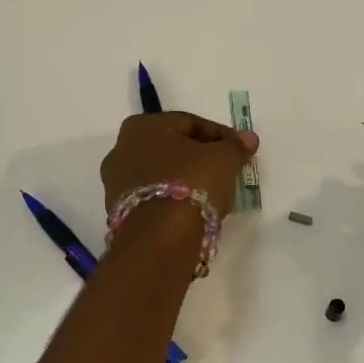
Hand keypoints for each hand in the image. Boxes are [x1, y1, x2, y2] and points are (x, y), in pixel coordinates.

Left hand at [100, 112, 259, 219]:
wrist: (159, 239)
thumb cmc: (190, 184)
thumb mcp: (223, 160)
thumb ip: (235, 146)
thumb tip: (248, 138)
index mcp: (142, 126)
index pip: (189, 123)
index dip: (219, 135)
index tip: (239, 150)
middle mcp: (121, 149)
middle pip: (172, 149)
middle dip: (200, 158)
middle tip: (226, 171)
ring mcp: (116, 183)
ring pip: (161, 175)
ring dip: (186, 181)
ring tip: (213, 195)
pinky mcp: (118, 213)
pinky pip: (154, 199)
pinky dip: (173, 201)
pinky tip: (194, 212)